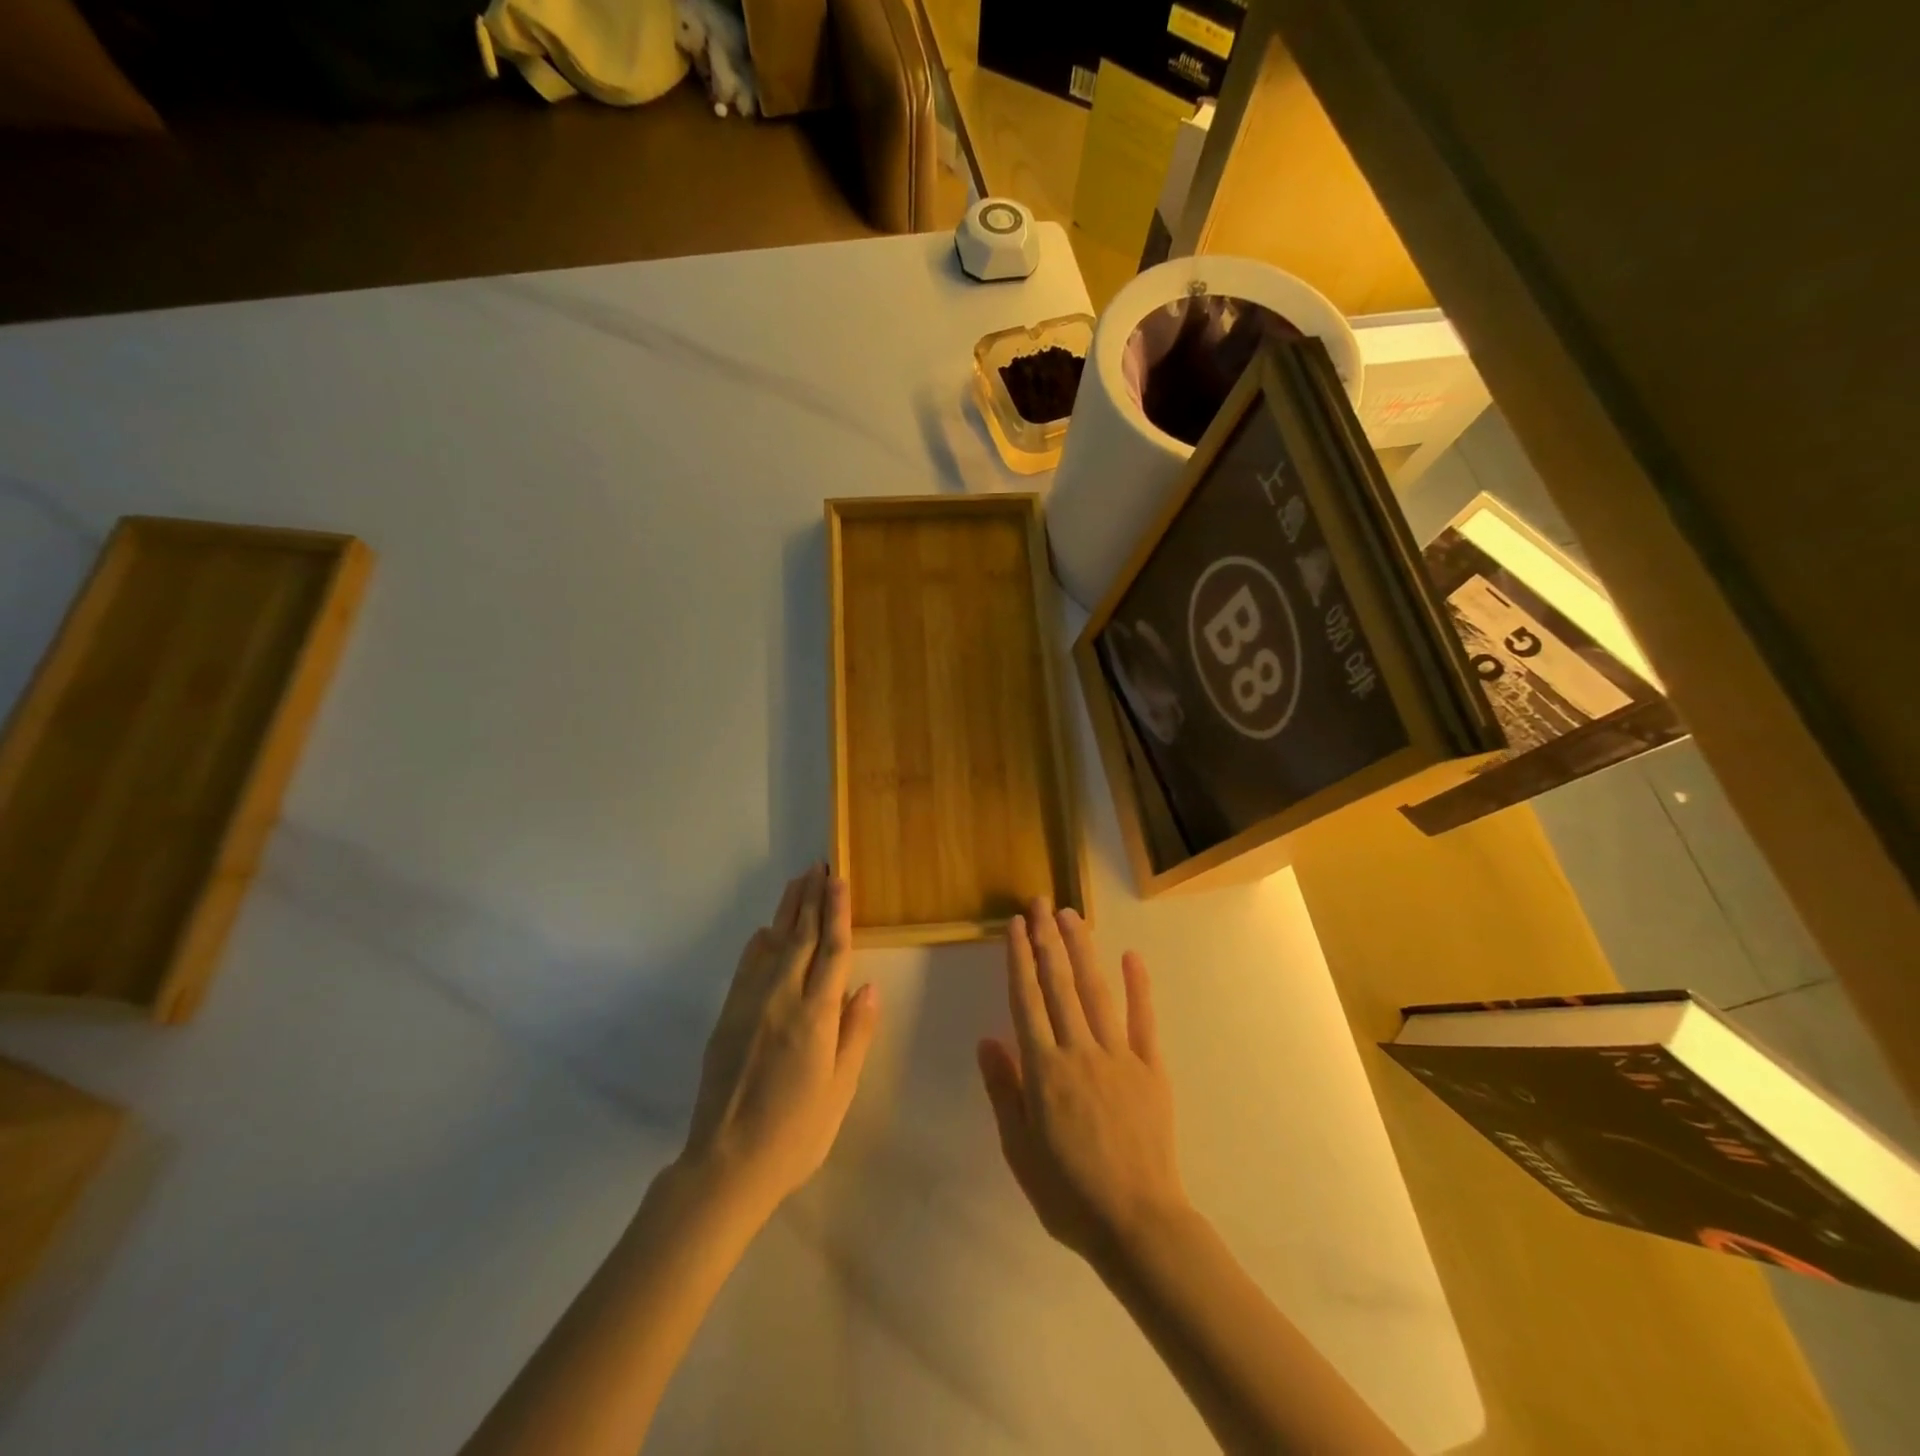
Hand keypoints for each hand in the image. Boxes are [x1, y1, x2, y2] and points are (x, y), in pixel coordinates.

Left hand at [681, 864, 879, 1218]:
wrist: (726, 1164)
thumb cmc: (796, 1133)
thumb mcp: (840, 1089)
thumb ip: (855, 1033)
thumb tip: (867, 987)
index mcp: (816, 1016)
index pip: (833, 950)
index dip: (838, 912)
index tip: (839, 880)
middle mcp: (782, 999)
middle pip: (802, 937)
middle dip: (813, 899)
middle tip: (819, 866)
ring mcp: (750, 1005)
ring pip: (773, 945)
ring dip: (788, 912)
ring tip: (798, 883)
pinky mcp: (727, 1017)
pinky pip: (746, 968)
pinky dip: (759, 944)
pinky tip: (766, 931)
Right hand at [977, 900, 1187, 1265]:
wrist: (1137, 1224)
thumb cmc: (1068, 1193)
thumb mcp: (1019, 1149)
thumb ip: (1004, 1090)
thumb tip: (987, 1039)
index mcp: (1044, 1069)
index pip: (1026, 1000)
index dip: (1019, 959)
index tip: (1015, 925)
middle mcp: (1079, 1050)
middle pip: (1059, 984)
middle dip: (1047, 940)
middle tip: (1040, 903)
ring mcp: (1119, 1056)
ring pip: (1096, 991)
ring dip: (1082, 950)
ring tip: (1071, 915)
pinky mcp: (1150, 1068)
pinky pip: (1143, 1020)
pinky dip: (1138, 986)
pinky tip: (1131, 956)